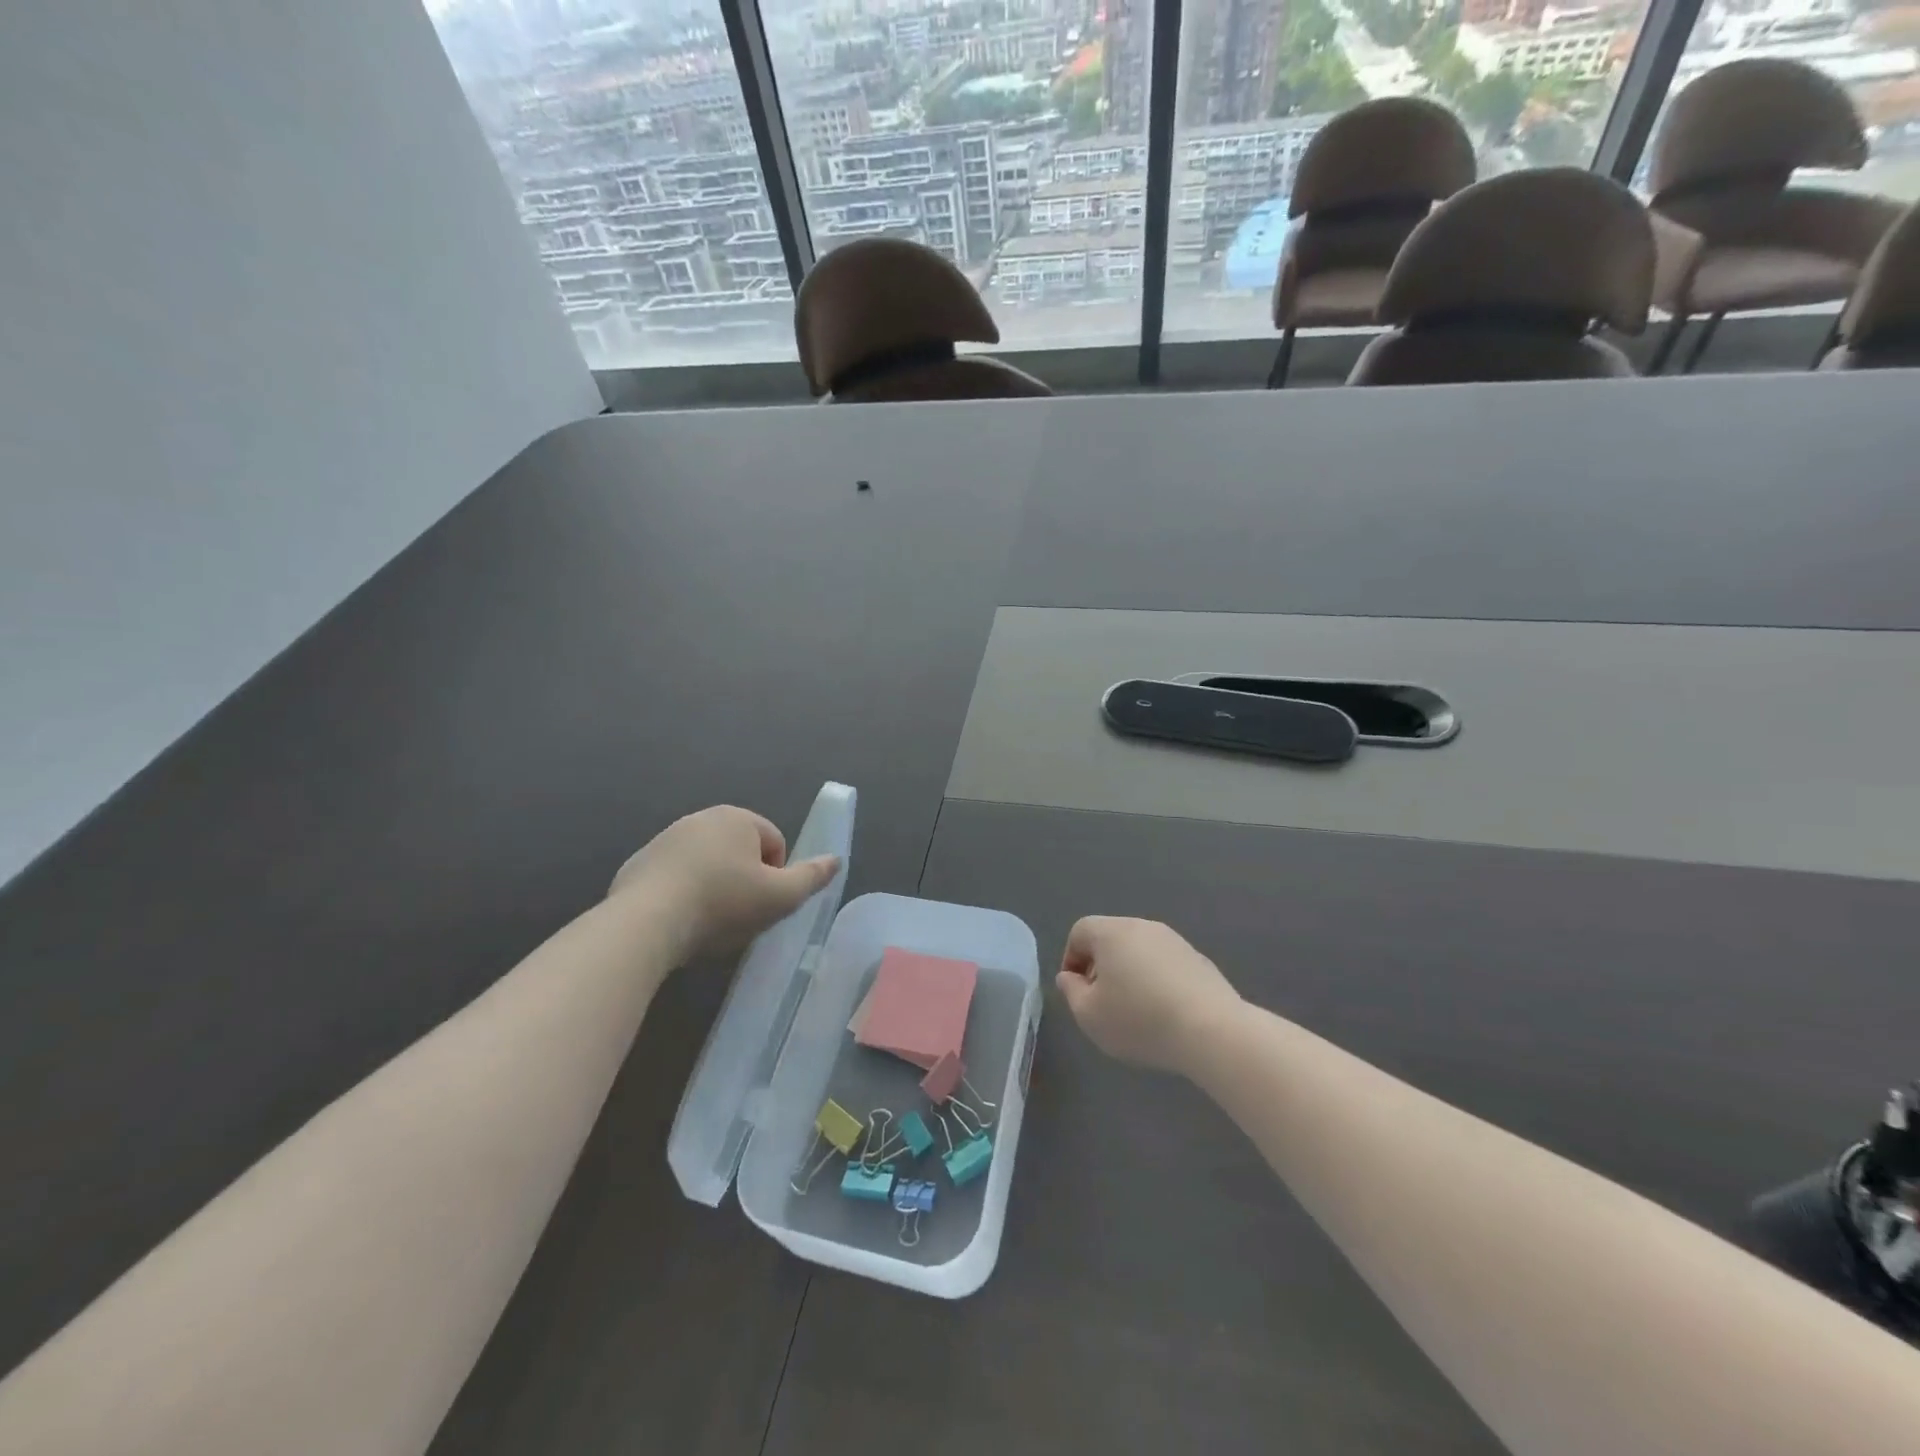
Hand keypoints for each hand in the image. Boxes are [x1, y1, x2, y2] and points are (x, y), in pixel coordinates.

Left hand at [609, 806, 839, 963]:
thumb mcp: (780, 897)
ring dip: (714, 888)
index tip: (766, 904)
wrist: (645, 923)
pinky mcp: (638, 864)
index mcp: (738, 818)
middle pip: (740, 852)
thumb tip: (836, 859)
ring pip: (707, 865)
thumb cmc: (722, 903)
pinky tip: (679, 923)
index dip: (778, 876)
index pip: (775, 843)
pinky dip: (682, 895)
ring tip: (709, 924)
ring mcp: (665, 839)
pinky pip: (674, 879)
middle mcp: (700, 818)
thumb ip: (812, 877)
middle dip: (745, 881)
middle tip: (741, 916)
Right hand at [1056, 917, 1242, 1075]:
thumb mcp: (1089, 1014)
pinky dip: (1157, 981)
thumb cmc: (1139, 1019)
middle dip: (1100, 966)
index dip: (1071, 959)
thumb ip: (1071, 992)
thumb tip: (1071, 977)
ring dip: (1130, 973)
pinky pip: (1165, 965)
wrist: (1211, 1030)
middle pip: (1110, 938)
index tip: (1076, 990)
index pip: (1080, 931)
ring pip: (1139, 951)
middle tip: (1101, 1001)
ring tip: (1134, 1010)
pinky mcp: (1198, 960)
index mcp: (1112, 932)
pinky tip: (1164, 1013)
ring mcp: (1174, 941)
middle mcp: (1143, 926)